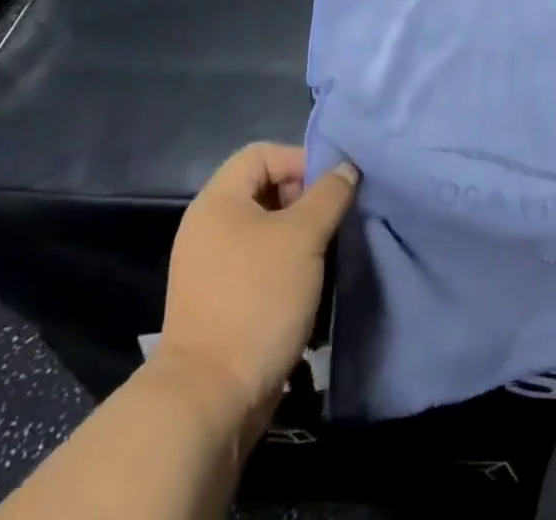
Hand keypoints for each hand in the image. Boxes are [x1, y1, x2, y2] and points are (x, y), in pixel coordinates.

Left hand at [157, 143, 356, 435]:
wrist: (209, 401)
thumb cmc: (256, 300)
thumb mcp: (303, 237)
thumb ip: (329, 194)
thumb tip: (346, 168)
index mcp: (218, 201)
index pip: (263, 154)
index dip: (300, 160)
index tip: (333, 187)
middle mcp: (209, 227)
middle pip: (264, 190)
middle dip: (305, 201)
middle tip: (333, 221)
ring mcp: (211, 268)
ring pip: (266, 232)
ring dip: (300, 238)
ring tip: (328, 255)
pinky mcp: (220, 303)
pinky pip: (259, 266)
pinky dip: (286, 269)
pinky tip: (310, 289)